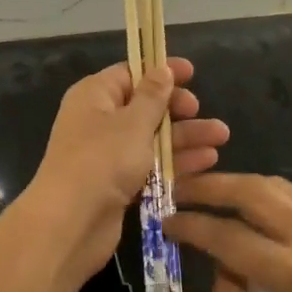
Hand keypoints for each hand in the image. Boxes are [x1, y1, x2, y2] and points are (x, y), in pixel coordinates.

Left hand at [7, 58, 228, 291]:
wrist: (70, 223)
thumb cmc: (102, 160)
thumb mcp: (133, 122)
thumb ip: (152, 96)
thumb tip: (161, 69)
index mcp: (94, 96)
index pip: (130, 74)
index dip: (160, 71)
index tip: (191, 72)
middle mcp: (98, 120)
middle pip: (144, 106)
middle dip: (177, 109)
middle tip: (201, 111)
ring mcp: (107, 154)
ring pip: (151, 137)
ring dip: (184, 137)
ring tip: (221, 138)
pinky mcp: (117, 183)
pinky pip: (150, 165)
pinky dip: (174, 162)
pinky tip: (206, 162)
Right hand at [166, 174, 291, 291]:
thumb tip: (221, 263)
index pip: (228, 236)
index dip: (192, 226)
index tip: (166, 222)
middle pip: (252, 192)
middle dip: (210, 187)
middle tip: (180, 190)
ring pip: (277, 186)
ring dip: (237, 185)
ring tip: (209, 193)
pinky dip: (267, 197)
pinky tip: (250, 209)